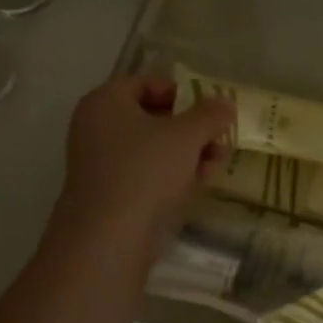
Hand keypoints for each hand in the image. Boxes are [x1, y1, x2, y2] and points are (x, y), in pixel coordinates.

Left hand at [51, 76, 233, 258]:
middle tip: (220, 136)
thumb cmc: (145, 171)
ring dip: (188, 152)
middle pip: (151, 118)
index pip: (144, 83)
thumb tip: (225, 103)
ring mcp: (101, 165)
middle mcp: (96, 129)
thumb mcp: (186, 136)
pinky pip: (146, 175)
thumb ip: (209, 115)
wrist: (108, 239)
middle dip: (191, 127)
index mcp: (105, 102)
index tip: (207, 107)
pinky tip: (201, 182)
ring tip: (219, 161)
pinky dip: (172, 175)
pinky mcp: (110, 196)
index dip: (179, 91)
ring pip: (152, 150)